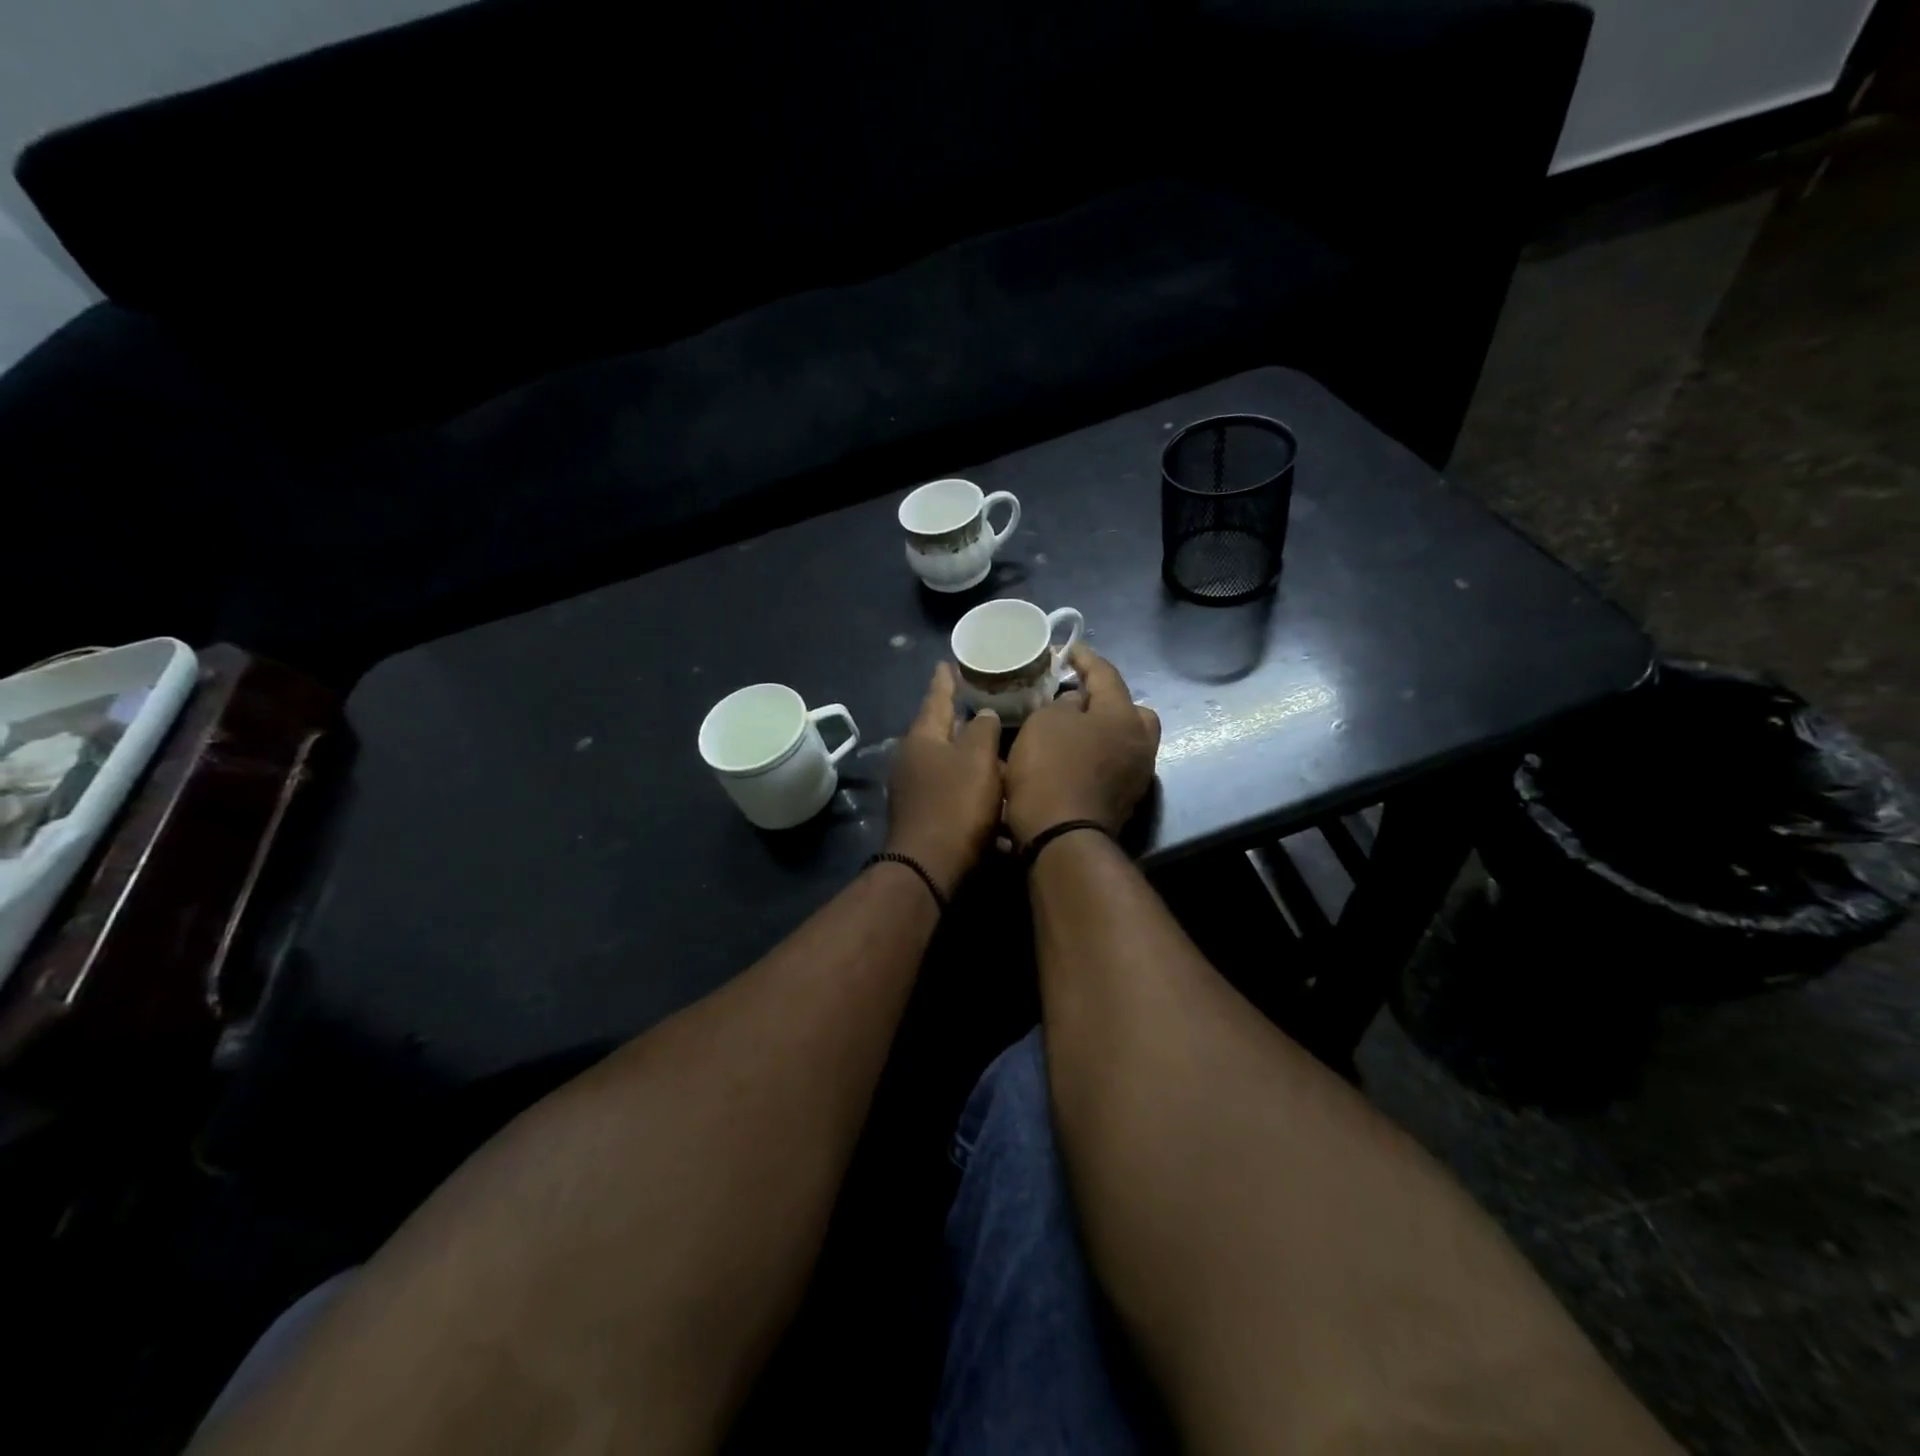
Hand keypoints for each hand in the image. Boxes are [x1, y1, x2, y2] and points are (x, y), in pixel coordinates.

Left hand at [884, 664, 1004, 895]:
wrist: (929, 868)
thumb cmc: (956, 805)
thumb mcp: (978, 759)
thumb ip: (984, 730)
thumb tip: (983, 714)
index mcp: (922, 738)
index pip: (936, 698)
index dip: (944, 680)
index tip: (946, 662)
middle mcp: (911, 759)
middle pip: (939, 731)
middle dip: (960, 720)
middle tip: (980, 703)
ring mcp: (913, 789)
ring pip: (948, 763)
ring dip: (970, 758)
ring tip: (995, 751)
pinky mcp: (923, 815)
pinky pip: (951, 791)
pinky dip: (970, 788)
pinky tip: (990, 796)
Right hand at [1005, 646, 1160, 846]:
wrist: (1062, 836)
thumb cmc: (1051, 769)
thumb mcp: (1044, 723)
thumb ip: (1062, 704)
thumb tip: (1075, 704)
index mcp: (1123, 715)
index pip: (1106, 674)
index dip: (1085, 658)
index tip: (1068, 649)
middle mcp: (1141, 741)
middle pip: (1130, 709)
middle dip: (1108, 699)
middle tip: (1080, 697)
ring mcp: (1138, 773)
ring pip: (1126, 738)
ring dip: (1105, 729)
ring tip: (1075, 728)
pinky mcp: (1126, 799)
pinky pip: (1117, 762)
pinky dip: (1101, 753)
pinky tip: (1077, 756)